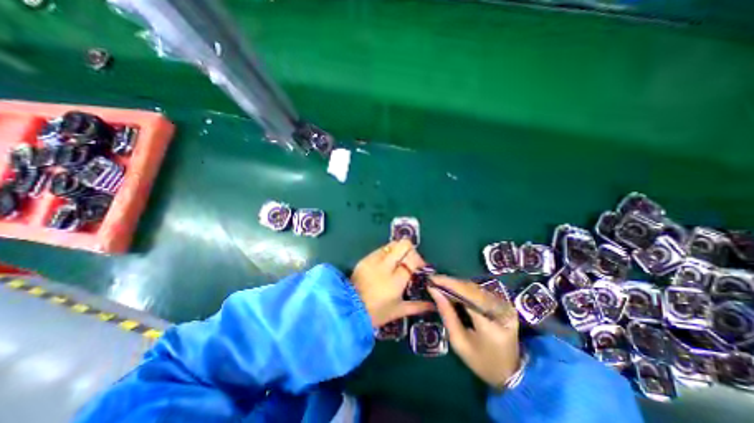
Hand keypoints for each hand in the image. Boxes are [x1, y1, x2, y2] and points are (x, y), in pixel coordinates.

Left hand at [350, 242, 432, 327]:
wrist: (349, 309)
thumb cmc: (376, 313)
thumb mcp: (398, 311)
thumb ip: (417, 306)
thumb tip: (433, 305)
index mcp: (395, 281)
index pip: (412, 261)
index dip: (419, 261)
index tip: (420, 267)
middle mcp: (385, 266)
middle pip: (403, 245)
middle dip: (411, 250)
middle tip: (411, 261)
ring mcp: (374, 260)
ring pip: (392, 244)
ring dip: (399, 250)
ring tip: (399, 261)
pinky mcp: (365, 258)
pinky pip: (381, 249)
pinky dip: (387, 253)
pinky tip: (387, 263)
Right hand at [426, 275, 521, 387]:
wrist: (510, 373)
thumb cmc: (481, 361)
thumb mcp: (459, 342)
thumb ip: (447, 314)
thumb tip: (434, 291)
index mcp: (492, 324)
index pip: (468, 295)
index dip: (449, 284)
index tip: (431, 279)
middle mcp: (502, 309)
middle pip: (472, 289)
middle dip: (450, 282)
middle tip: (433, 280)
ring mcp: (505, 305)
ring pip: (475, 287)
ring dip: (456, 284)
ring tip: (440, 283)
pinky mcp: (503, 303)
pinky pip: (479, 291)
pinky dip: (464, 288)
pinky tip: (452, 288)